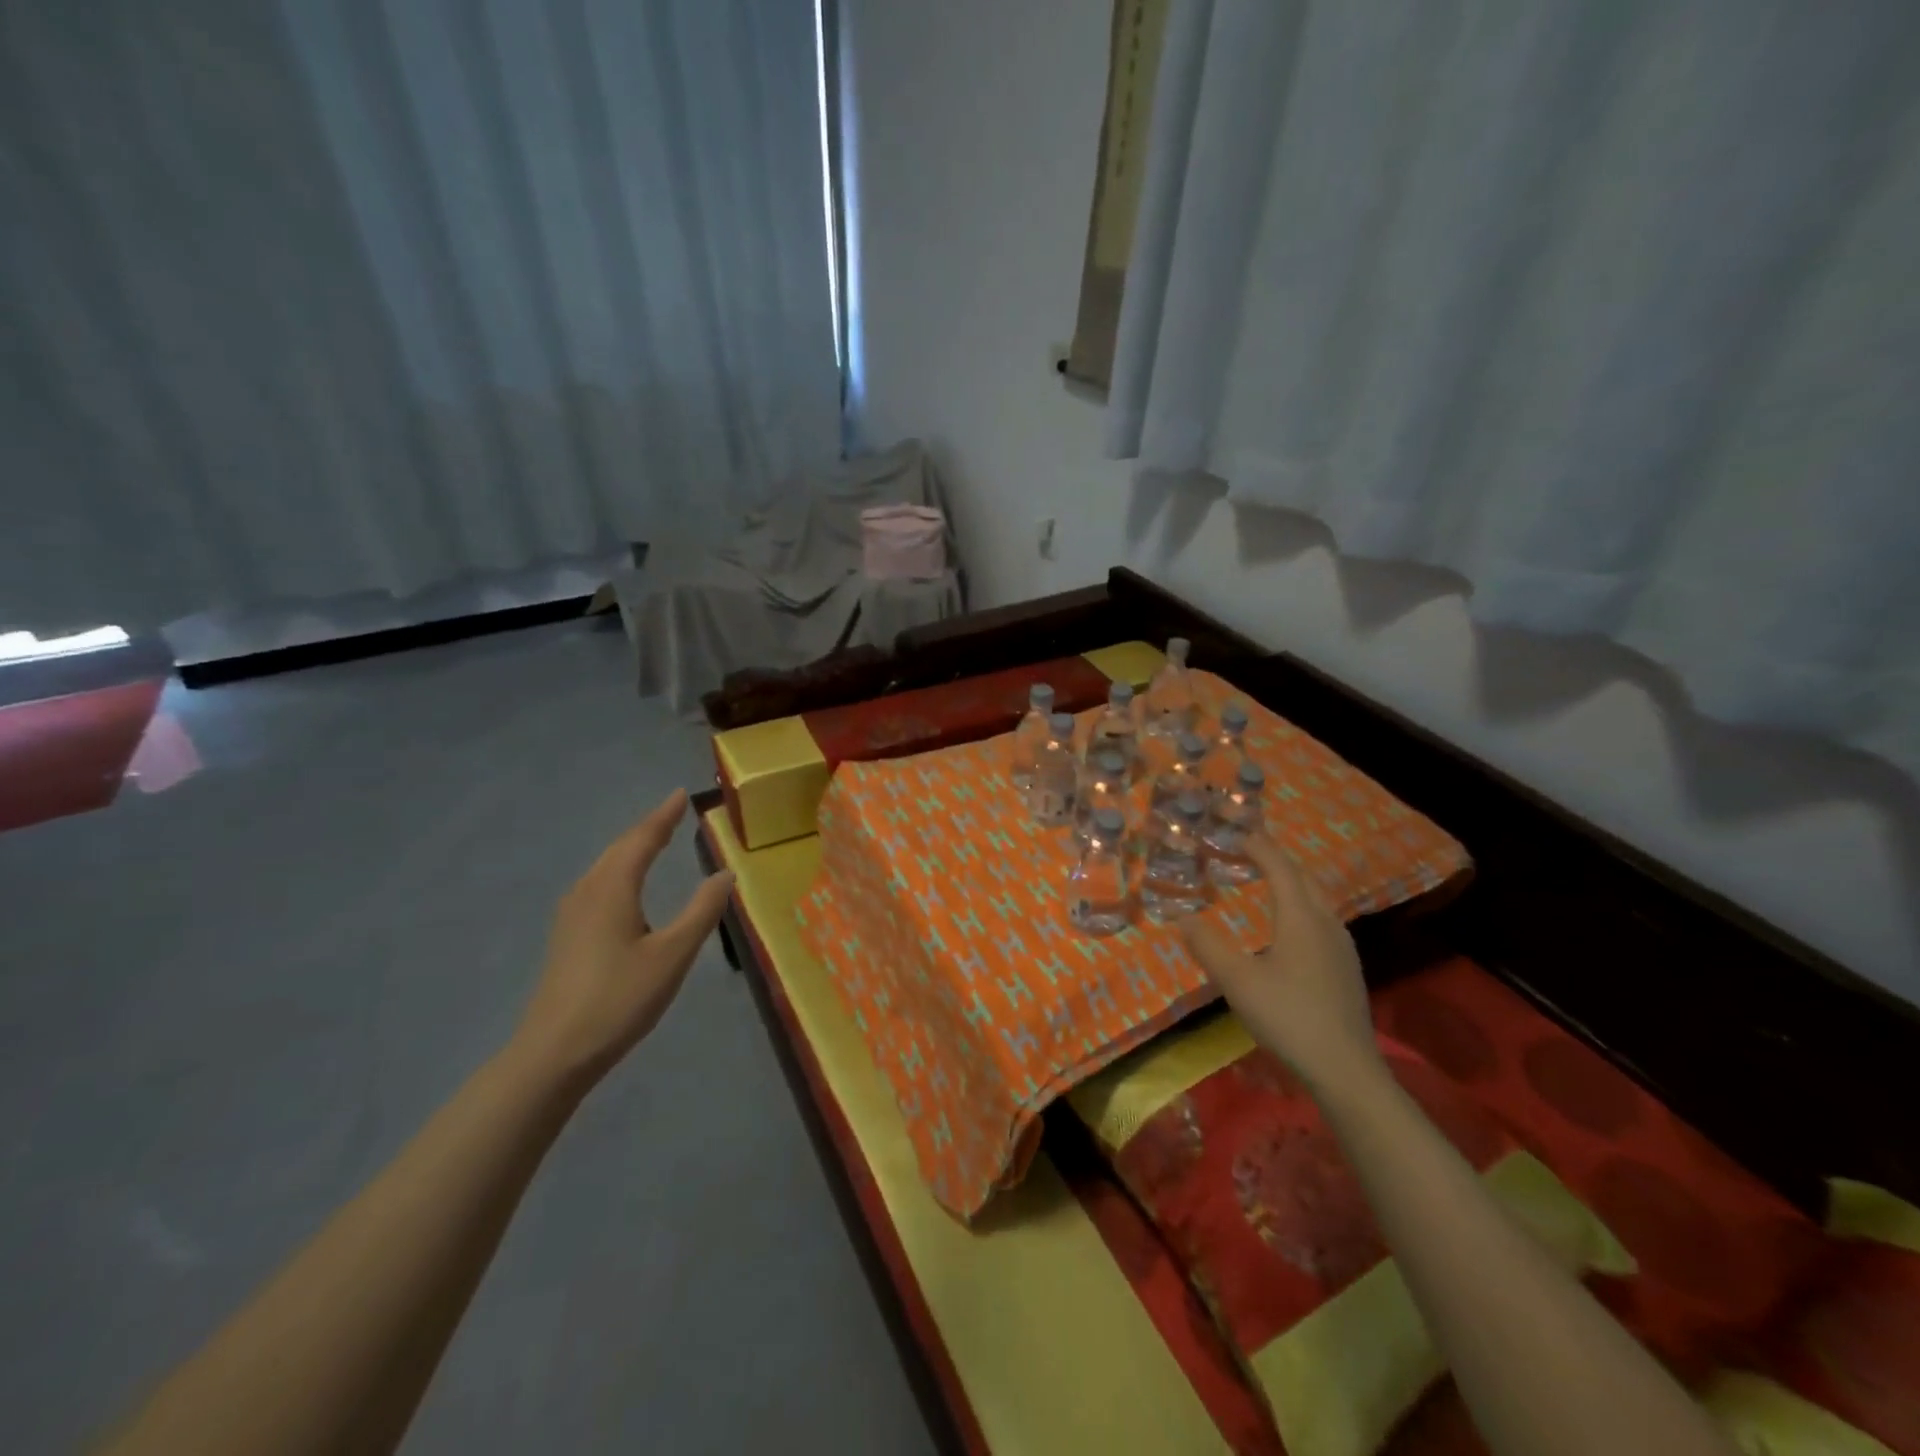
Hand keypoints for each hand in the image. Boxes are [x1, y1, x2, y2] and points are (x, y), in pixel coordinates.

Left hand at [512, 789, 734, 1089]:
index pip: (641, 840)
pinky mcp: (567, 936)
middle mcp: (587, 892)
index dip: (663, 816)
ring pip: (605, 867)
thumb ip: (701, 911)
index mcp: (612, 889)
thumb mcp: (673, 954)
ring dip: (632, 848)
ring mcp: (572, 915)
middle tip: (673, 812)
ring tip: (655, 839)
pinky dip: (620, 869)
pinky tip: (626, 885)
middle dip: (647, 828)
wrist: (554, 1053)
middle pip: (619, 848)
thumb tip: (725, 873)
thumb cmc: (619, 999)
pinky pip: (599, 884)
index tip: (681, 794)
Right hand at [1182, 836, 1382, 1097]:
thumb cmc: (1288, 1016)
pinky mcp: (1345, 968)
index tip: (1237, 833)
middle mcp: (1326, 922)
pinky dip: (1300, 906)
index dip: (1258, 846)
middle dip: (1277, 860)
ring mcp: (1341, 946)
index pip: (1279, 867)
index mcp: (1301, 917)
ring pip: (1316, 899)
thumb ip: (1207, 946)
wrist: (1346, 1069)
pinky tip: (1288, 928)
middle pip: (1303, 878)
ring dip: (1291, 883)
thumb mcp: (1237, 981)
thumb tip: (1181, 917)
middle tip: (1249, 852)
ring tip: (1266, 883)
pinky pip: (1321, 920)